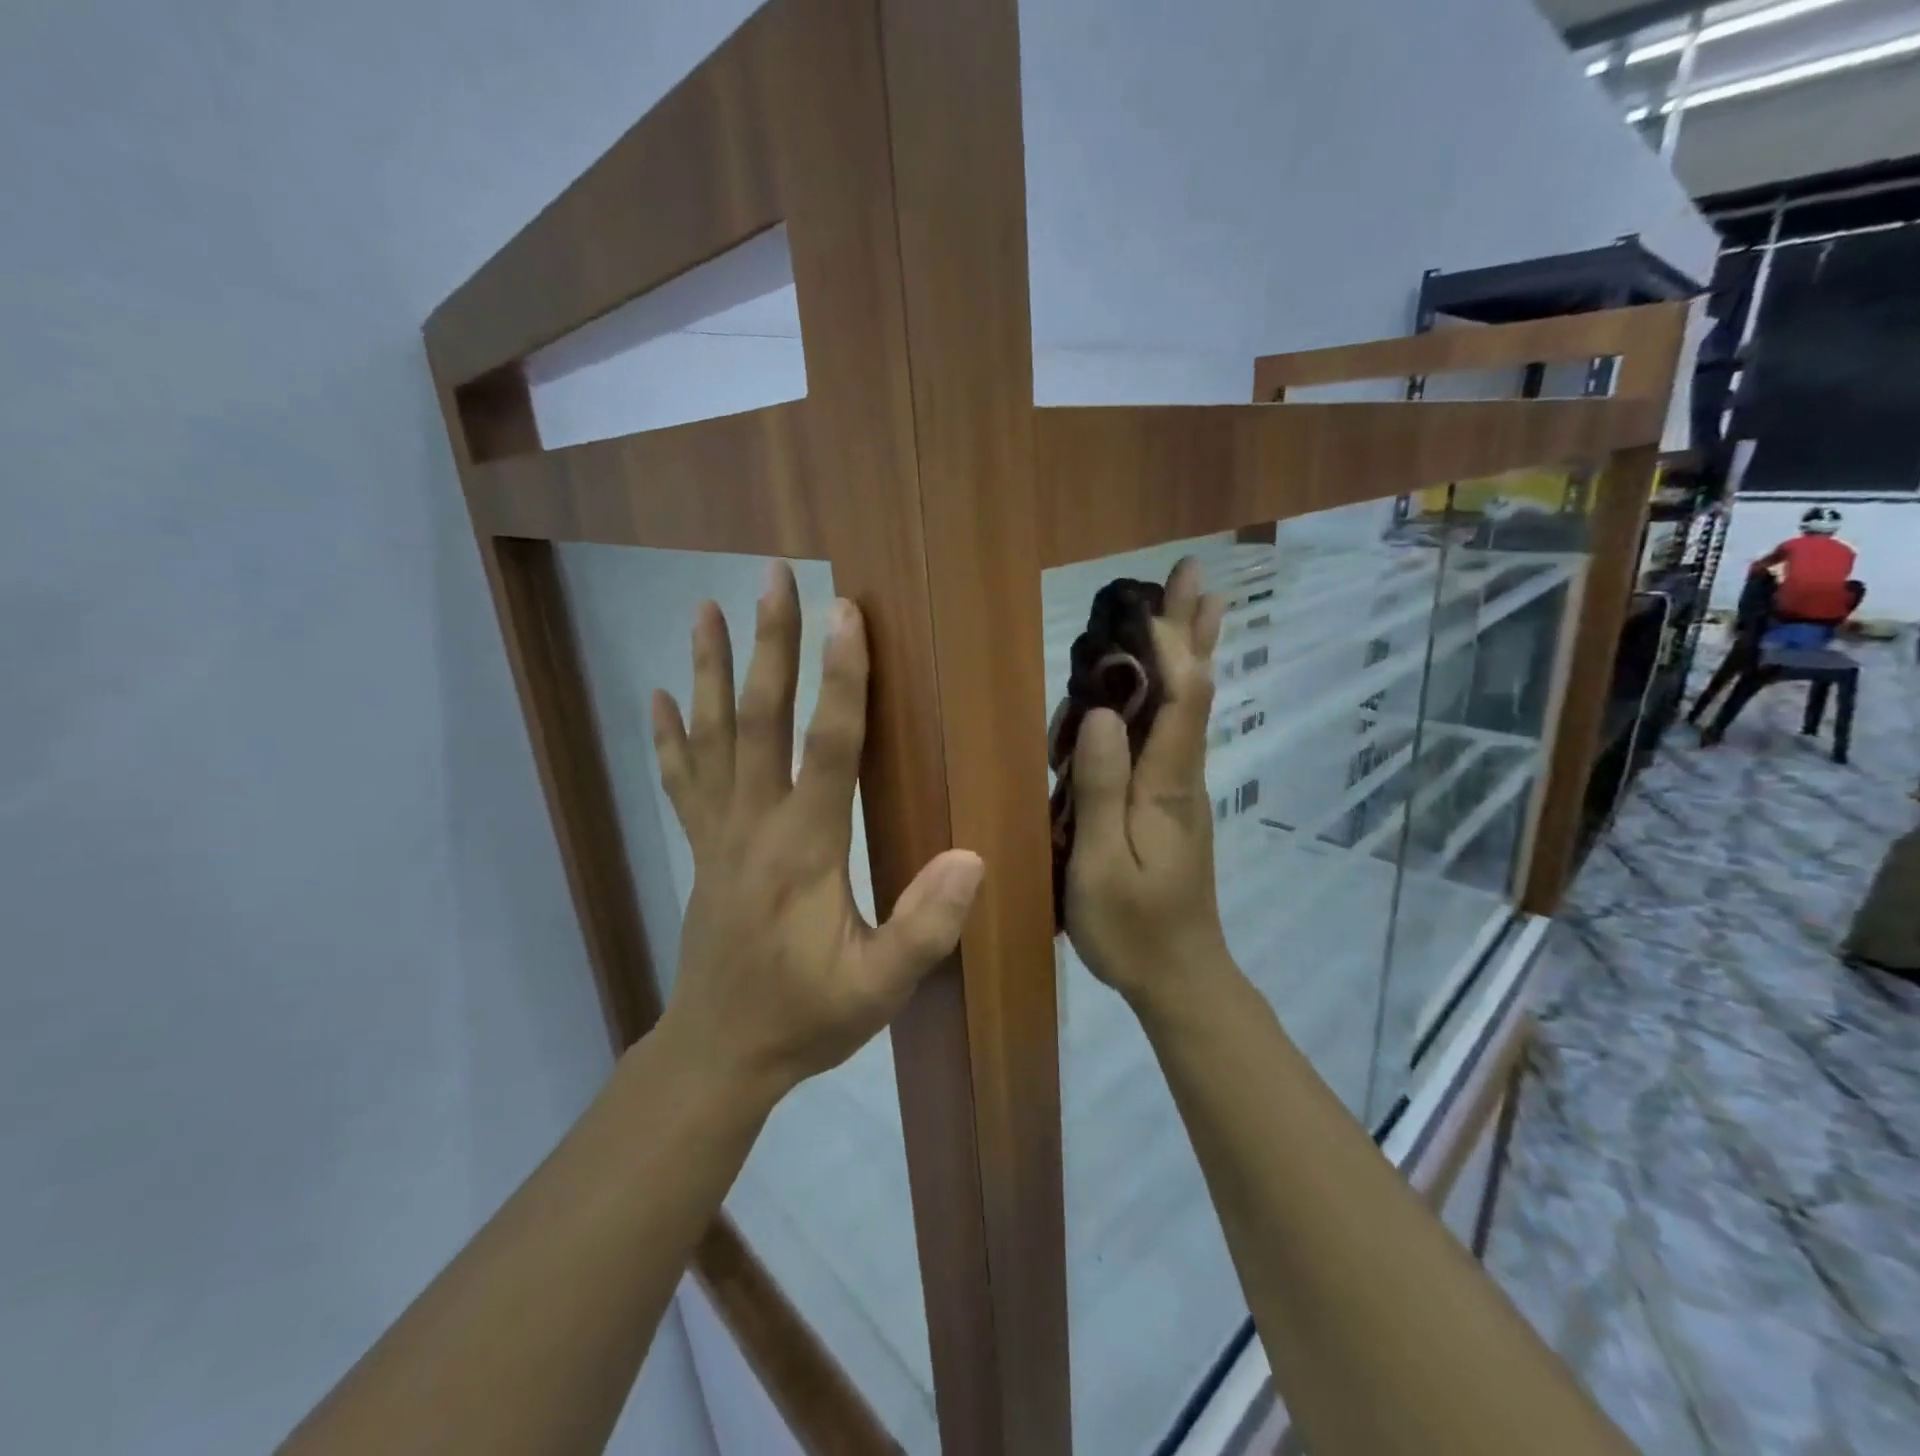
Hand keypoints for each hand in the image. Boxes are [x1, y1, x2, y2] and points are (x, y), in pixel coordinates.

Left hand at [650, 564, 983, 1097]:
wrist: (719, 1054)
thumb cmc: (806, 1019)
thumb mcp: (878, 988)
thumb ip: (925, 926)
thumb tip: (970, 857)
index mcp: (805, 849)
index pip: (827, 747)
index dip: (840, 679)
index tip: (845, 614)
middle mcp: (755, 826)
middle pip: (759, 719)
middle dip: (769, 645)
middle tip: (772, 579)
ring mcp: (719, 834)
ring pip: (712, 736)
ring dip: (708, 669)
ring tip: (704, 607)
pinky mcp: (702, 849)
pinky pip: (681, 780)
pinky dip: (670, 735)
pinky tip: (659, 695)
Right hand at [1065, 558, 1232, 1009]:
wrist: (1181, 977)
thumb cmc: (1133, 928)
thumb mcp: (1100, 864)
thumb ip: (1101, 790)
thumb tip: (1103, 714)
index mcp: (1167, 785)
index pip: (1182, 699)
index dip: (1170, 646)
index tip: (1149, 600)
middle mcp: (1183, 775)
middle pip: (1195, 690)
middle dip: (1192, 630)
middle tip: (1195, 572)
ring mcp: (1181, 789)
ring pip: (1189, 707)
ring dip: (1190, 652)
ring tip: (1196, 603)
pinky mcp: (1172, 804)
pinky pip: (1175, 731)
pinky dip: (1173, 690)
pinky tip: (1165, 682)